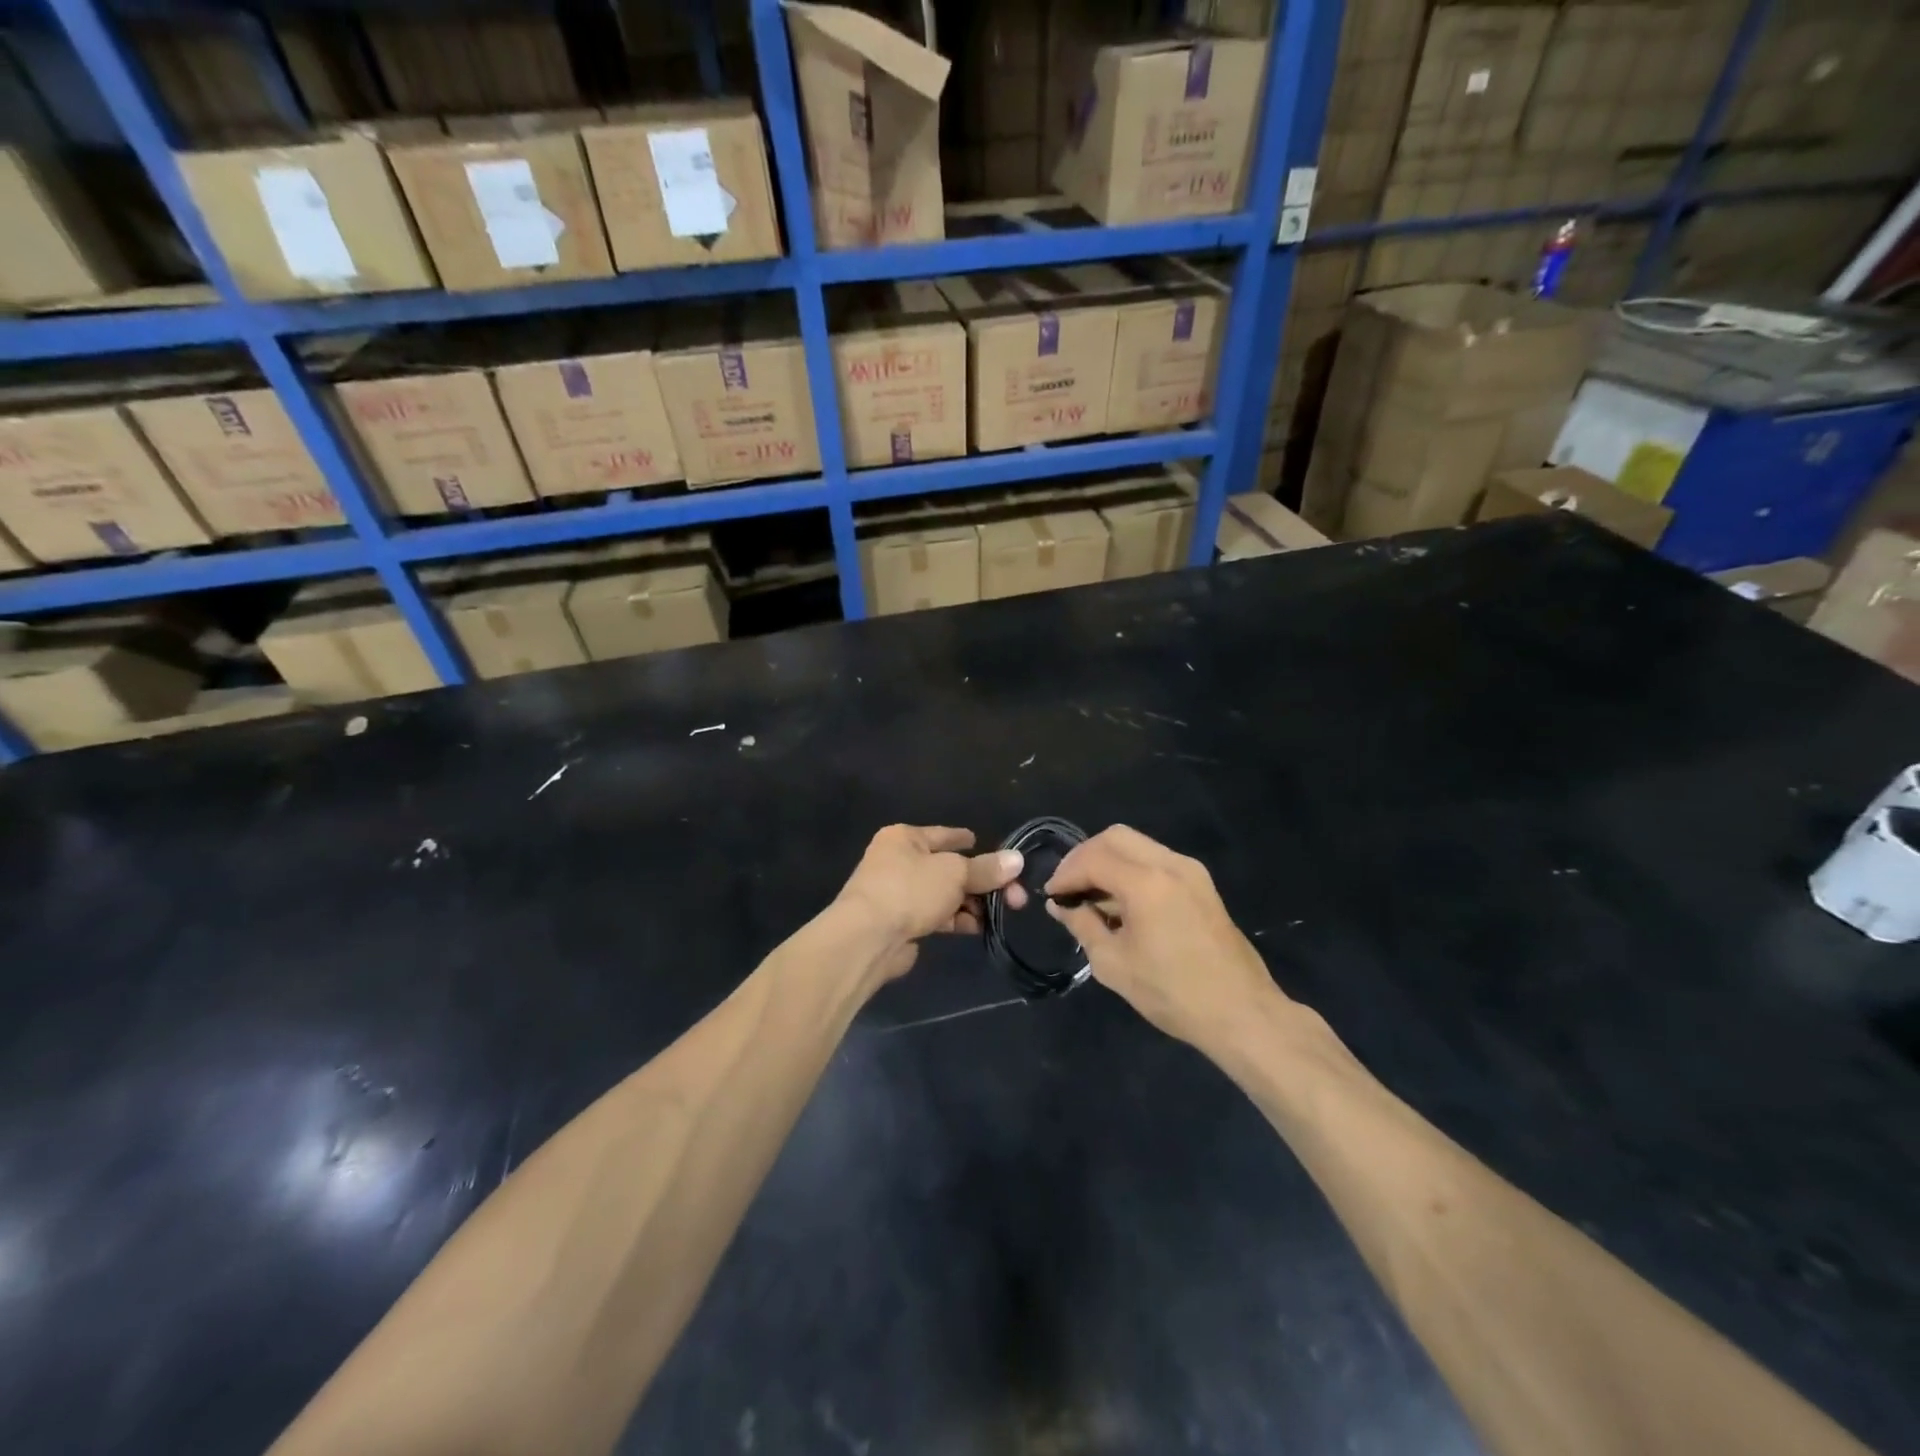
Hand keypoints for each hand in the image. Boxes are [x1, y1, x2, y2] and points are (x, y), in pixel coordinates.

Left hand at [833, 825, 1027, 983]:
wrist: (867, 938)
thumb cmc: (910, 890)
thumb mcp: (955, 873)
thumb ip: (986, 868)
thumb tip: (1017, 860)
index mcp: (904, 838)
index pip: (943, 835)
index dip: (966, 840)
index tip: (986, 845)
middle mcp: (898, 861)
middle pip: (948, 867)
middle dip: (981, 881)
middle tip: (1014, 896)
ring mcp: (897, 894)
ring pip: (943, 894)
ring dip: (971, 903)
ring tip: (1000, 913)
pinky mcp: (900, 923)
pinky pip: (935, 915)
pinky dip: (956, 919)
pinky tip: (978, 927)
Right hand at [1045, 825, 1281, 1049]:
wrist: (1241, 1012)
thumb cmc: (1173, 993)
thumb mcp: (1114, 964)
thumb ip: (1082, 926)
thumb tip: (1060, 905)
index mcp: (1147, 883)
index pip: (1093, 859)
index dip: (1066, 874)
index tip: (1051, 895)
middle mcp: (1170, 864)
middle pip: (1115, 837)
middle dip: (1085, 856)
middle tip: (1069, 887)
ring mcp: (1190, 871)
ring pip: (1137, 844)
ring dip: (1108, 860)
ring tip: (1091, 895)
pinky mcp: (1202, 883)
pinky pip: (1156, 859)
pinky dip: (1131, 868)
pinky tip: (1121, 901)